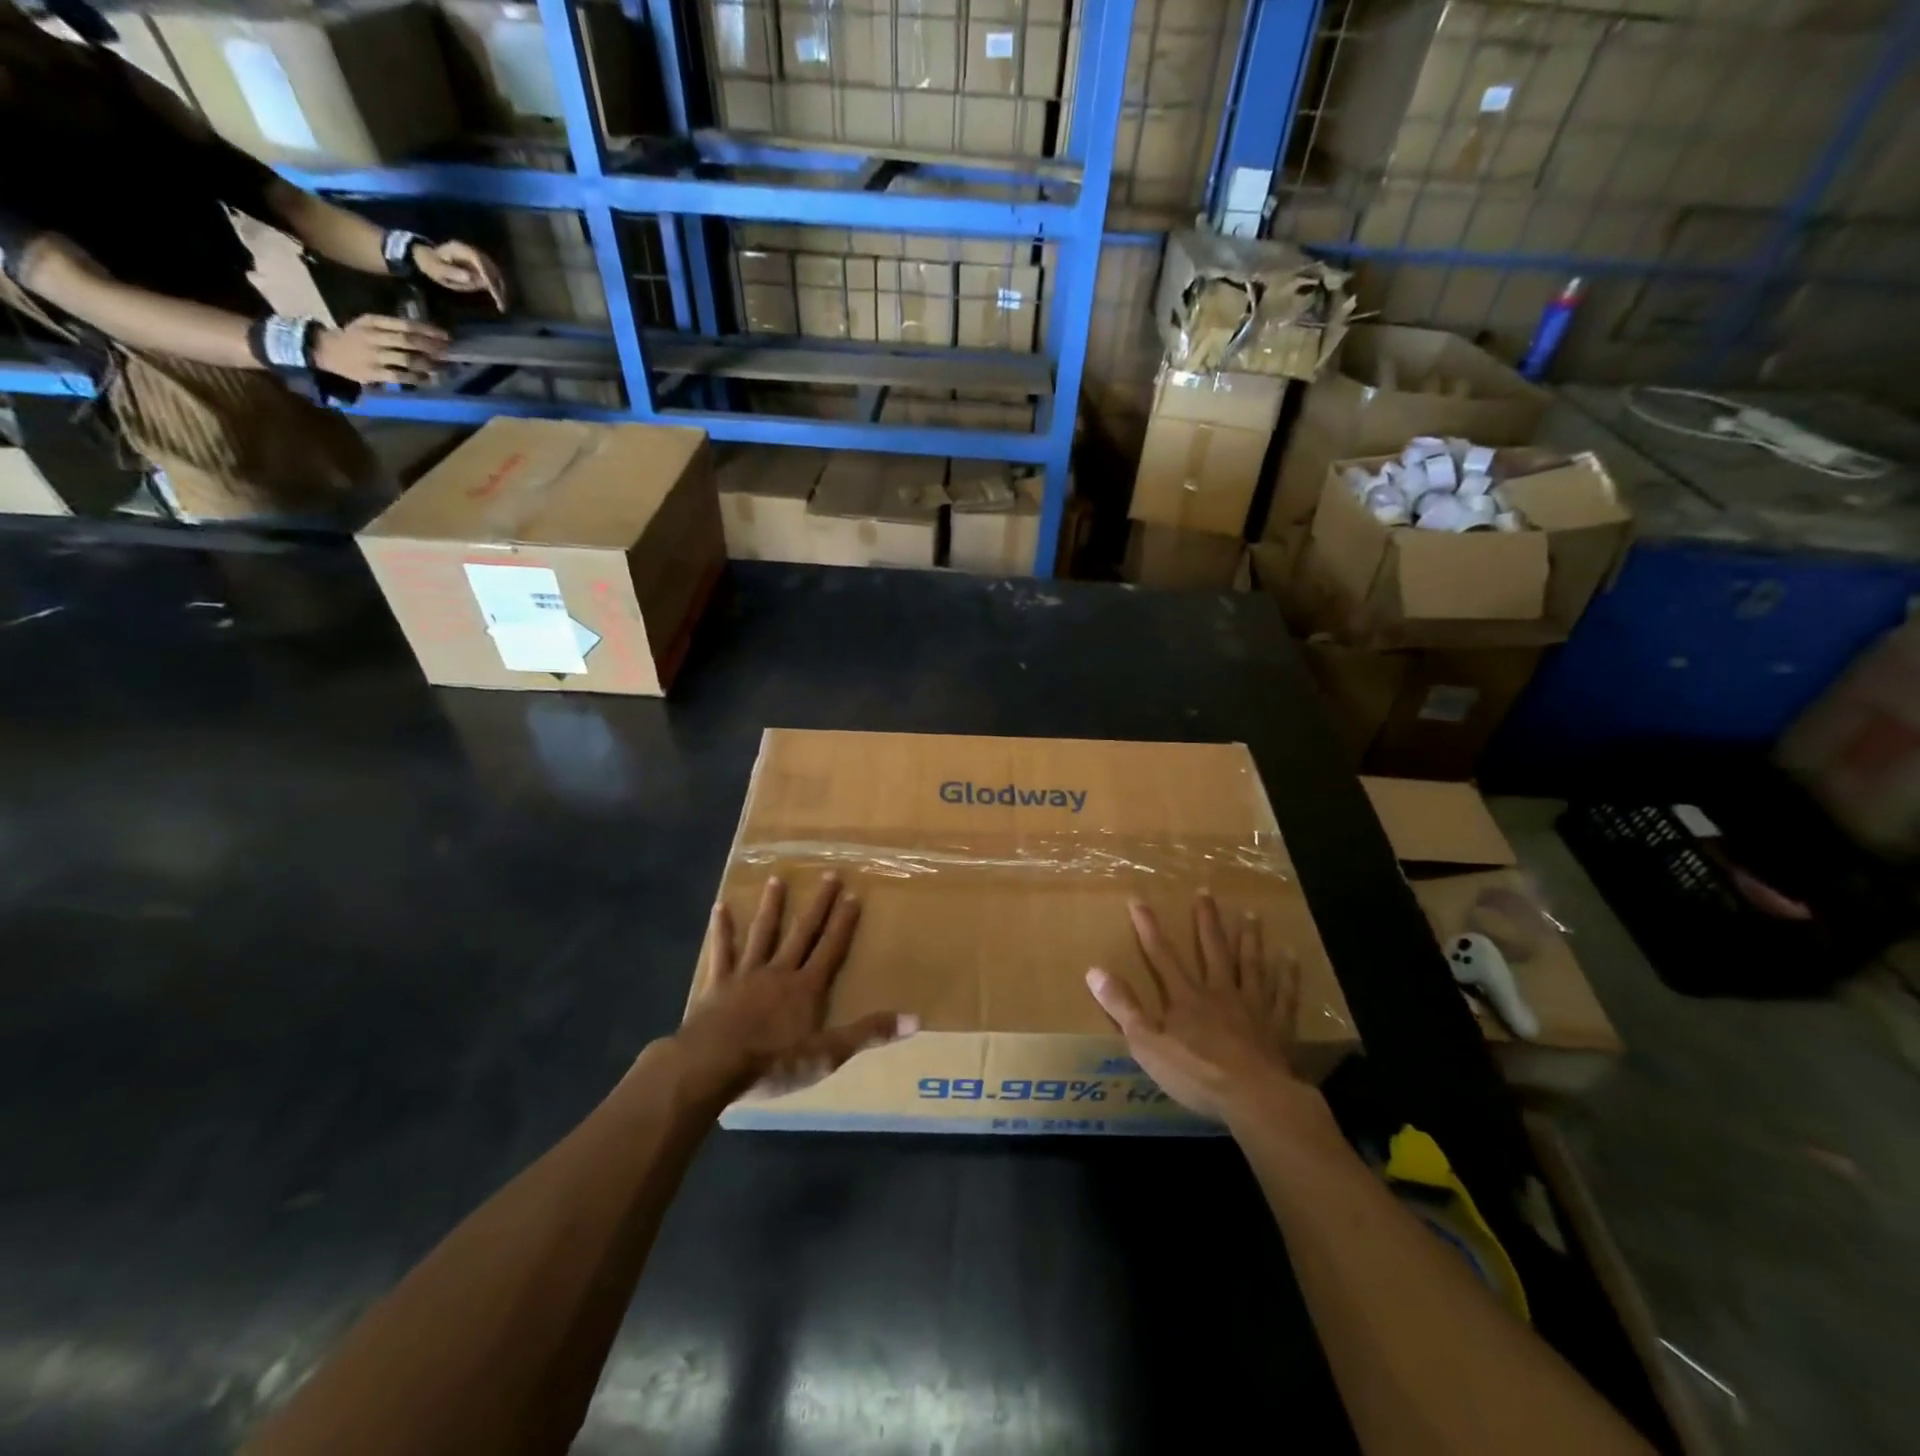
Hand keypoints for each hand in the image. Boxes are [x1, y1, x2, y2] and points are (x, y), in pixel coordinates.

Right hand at [310, 314, 447, 385]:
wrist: (327, 351)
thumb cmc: (356, 337)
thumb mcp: (369, 325)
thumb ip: (393, 328)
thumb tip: (427, 335)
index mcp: (373, 322)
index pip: (405, 324)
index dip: (428, 330)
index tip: (446, 336)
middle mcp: (373, 337)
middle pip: (408, 341)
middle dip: (432, 347)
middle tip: (449, 352)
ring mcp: (373, 355)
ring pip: (407, 359)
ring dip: (428, 364)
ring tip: (443, 367)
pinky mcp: (373, 373)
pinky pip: (400, 376)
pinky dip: (417, 378)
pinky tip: (429, 379)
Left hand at [412, 239, 506, 311]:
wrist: (428, 256)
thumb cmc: (431, 264)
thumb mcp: (437, 269)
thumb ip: (452, 273)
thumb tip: (471, 278)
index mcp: (460, 250)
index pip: (480, 261)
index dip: (489, 277)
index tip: (494, 293)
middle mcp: (471, 251)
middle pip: (491, 267)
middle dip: (498, 285)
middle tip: (501, 304)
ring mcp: (476, 256)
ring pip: (495, 271)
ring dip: (500, 287)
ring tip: (501, 303)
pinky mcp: (479, 263)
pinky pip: (492, 274)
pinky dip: (497, 285)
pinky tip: (498, 297)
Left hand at [673, 875, 916, 1103]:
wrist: (712, 1066)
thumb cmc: (773, 1062)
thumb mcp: (828, 1054)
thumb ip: (867, 1033)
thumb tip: (914, 1019)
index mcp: (806, 988)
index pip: (831, 948)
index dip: (843, 923)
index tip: (853, 894)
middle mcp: (780, 972)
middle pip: (802, 933)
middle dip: (818, 905)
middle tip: (828, 875)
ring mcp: (746, 975)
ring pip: (763, 934)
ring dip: (771, 907)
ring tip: (776, 879)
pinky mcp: (717, 985)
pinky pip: (722, 952)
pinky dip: (722, 930)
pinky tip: (720, 907)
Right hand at [1085, 893, 1300, 1121]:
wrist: (1254, 1098)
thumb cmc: (1196, 1073)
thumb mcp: (1147, 1043)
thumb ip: (1122, 1007)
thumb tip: (1094, 970)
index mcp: (1185, 998)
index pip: (1161, 956)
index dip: (1148, 928)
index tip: (1138, 900)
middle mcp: (1219, 992)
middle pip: (1212, 950)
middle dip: (1206, 921)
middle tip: (1205, 891)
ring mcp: (1252, 1007)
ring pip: (1250, 965)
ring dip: (1249, 939)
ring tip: (1252, 914)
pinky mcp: (1277, 1027)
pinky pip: (1284, 995)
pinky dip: (1288, 975)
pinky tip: (1291, 956)